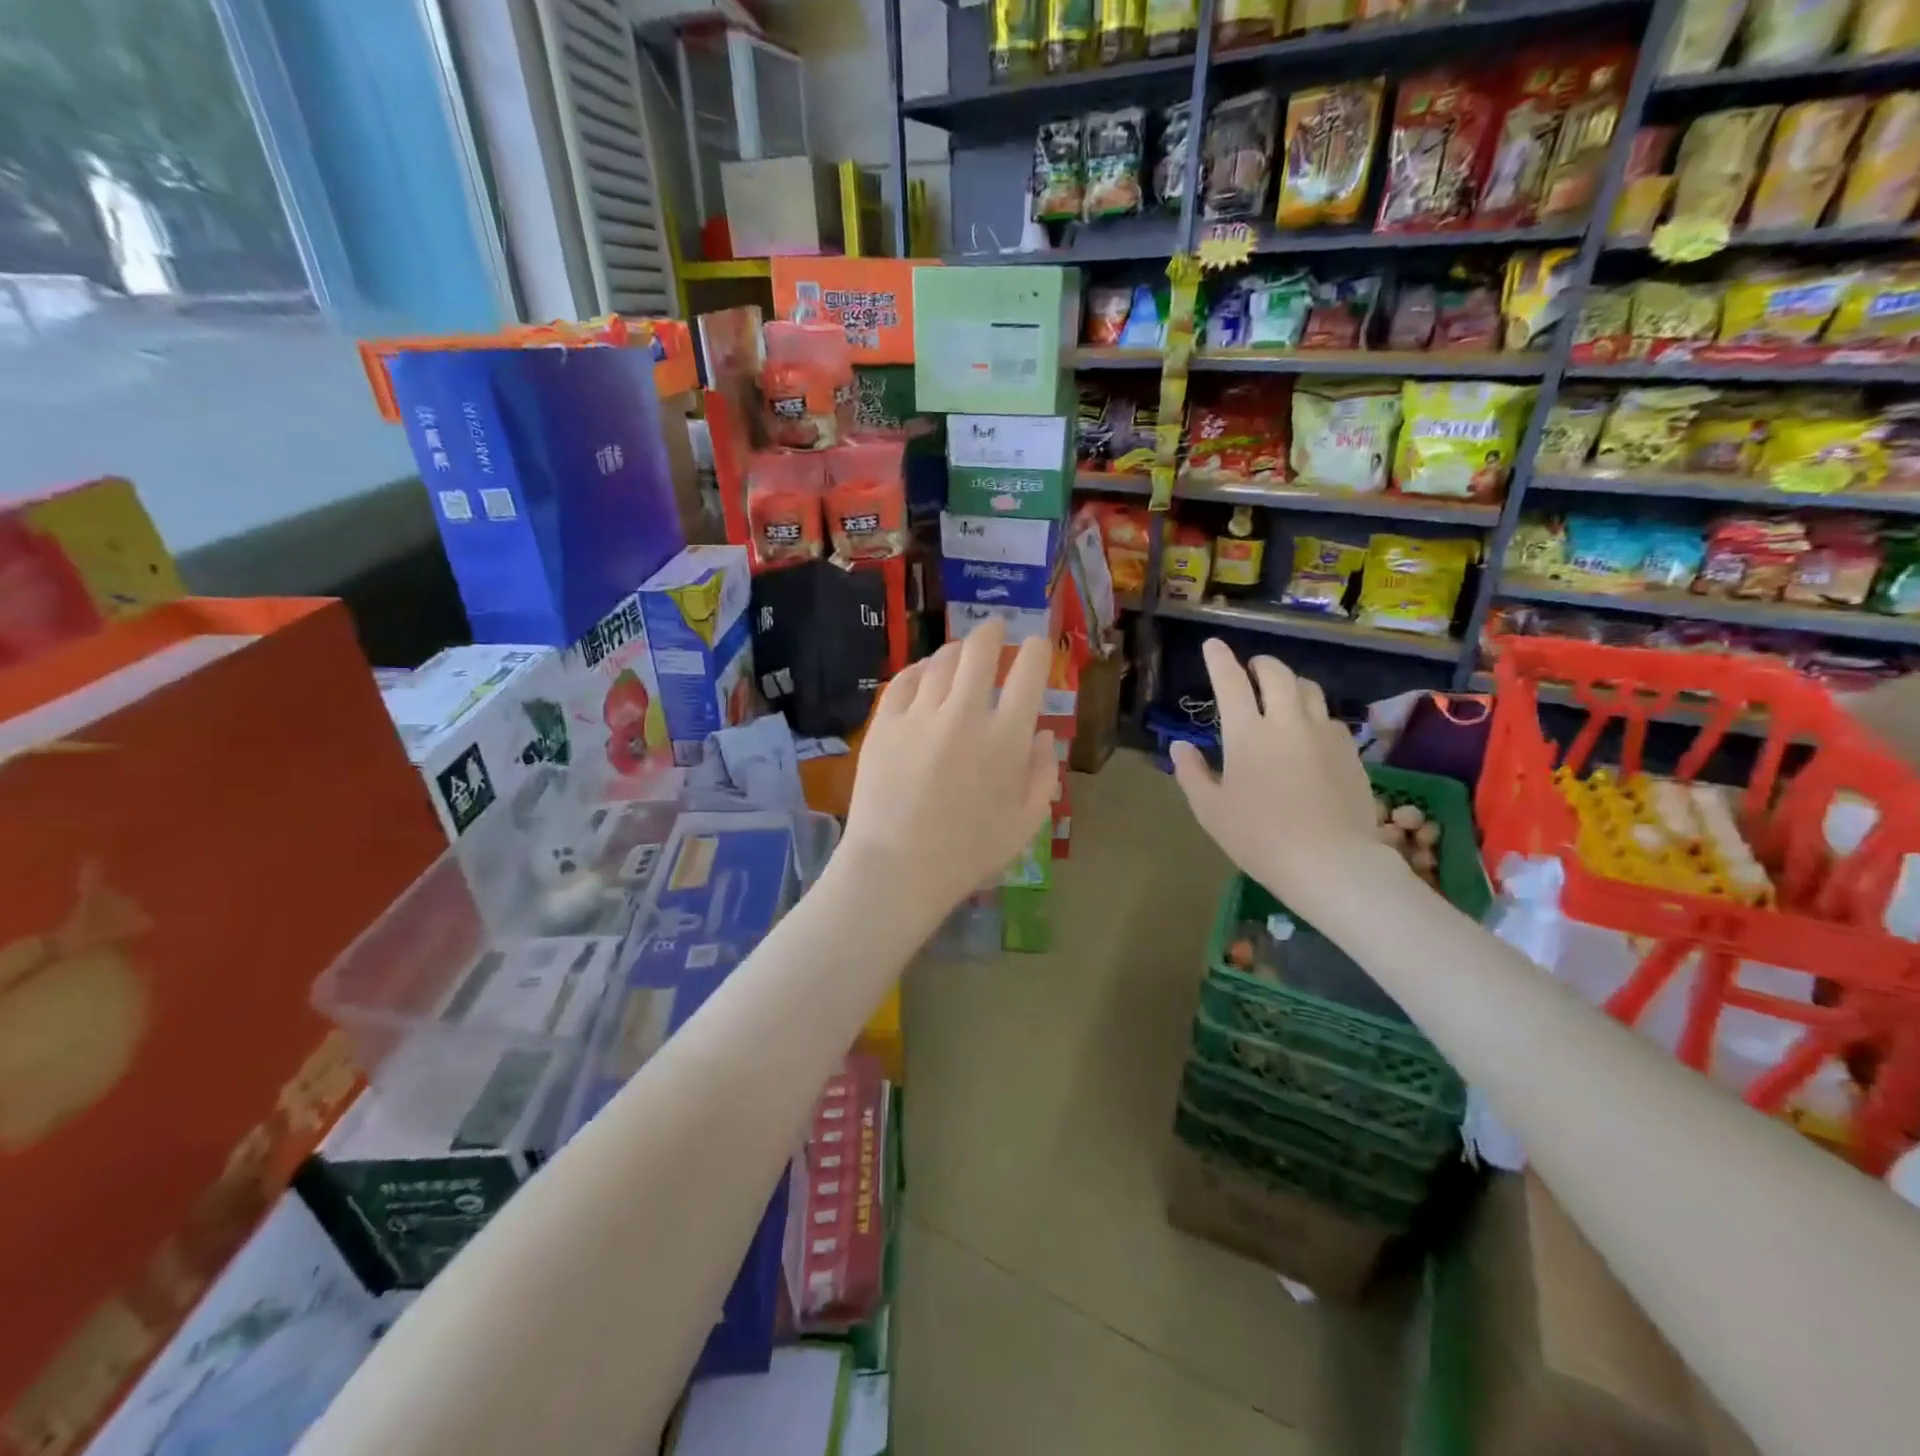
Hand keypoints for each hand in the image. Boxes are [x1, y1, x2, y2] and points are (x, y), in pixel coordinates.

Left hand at [841, 621, 1056, 918]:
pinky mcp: (884, 724)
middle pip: (980, 651)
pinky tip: (922, 673)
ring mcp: (920, 715)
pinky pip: (903, 680)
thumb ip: (1043, 774)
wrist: (897, 869)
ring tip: (960, 652)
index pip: (1029, 673)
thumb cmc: (968, 854)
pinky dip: (917, 670)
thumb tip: (1044, 734)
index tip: (1036, 644)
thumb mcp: (1026, 824)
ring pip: (940, 661)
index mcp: (1006, 738)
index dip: (1036, 650)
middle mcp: (965, 714)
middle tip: (995, 628)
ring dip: (956, 650)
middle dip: (992, 631)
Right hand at [1171, 640, 1396, 909]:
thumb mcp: (1211, 810)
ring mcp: (1324, 733)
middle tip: (1251, 669)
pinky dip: (1314, 714)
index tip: (1213, 644)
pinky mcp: (1350, 750)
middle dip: (1260, 664)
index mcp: (1247, 734)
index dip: (1219, 659)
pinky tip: (1310, 733)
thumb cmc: (1259, 838)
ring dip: (1291, 683)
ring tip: (1282, 695)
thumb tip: (1181, 746)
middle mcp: (1287, 721)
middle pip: (1276, 673)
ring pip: (1309, 689)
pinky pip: (1330, 717)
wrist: (1331, 861)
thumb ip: (1192, 773)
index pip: (1230, 681)